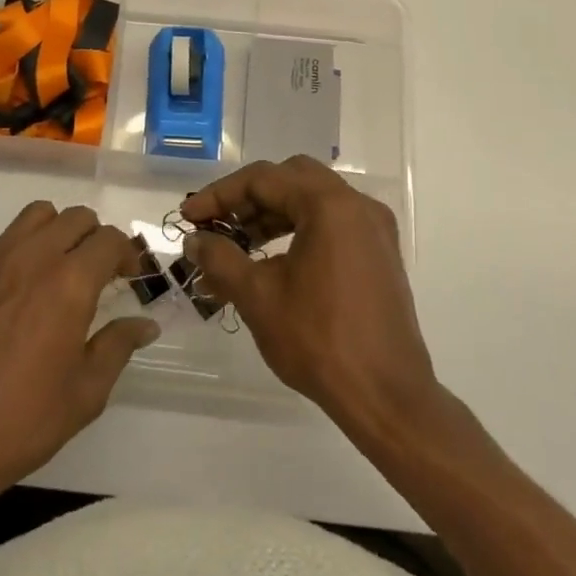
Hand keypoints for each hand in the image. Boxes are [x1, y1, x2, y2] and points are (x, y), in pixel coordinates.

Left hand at [0, 202, 158, 501]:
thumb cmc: (22, 422)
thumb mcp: (85, 393)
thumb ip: (117, 346)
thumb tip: (145, 324)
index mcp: (68, 284)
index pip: (109, 240)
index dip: (127, 255)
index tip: (129, 279)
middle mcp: (33, 259)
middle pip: (76, 218)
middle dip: (97, 238)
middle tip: (101, 273)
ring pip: (38, 215)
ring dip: (60, 231)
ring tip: (63, 268)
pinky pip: (8, 238)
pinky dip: (28, 246)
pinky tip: (26, 289)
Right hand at [184, 157, 437, 436]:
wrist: (386, 396)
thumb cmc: (319, 340)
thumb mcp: (258, 297)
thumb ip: (220, 258)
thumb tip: (195, 240)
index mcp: (329, 204)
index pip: (263, 179)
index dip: (219, 195)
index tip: (189, 218)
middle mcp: (357, 205)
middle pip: (291, 179)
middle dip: (248, 198)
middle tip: (218, 225)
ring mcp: (374, 229)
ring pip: (313, 200)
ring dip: (272, 214)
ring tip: (239, 246)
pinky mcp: (380, 254)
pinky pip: (333, 223)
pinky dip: (299, 230)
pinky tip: (274, 261)